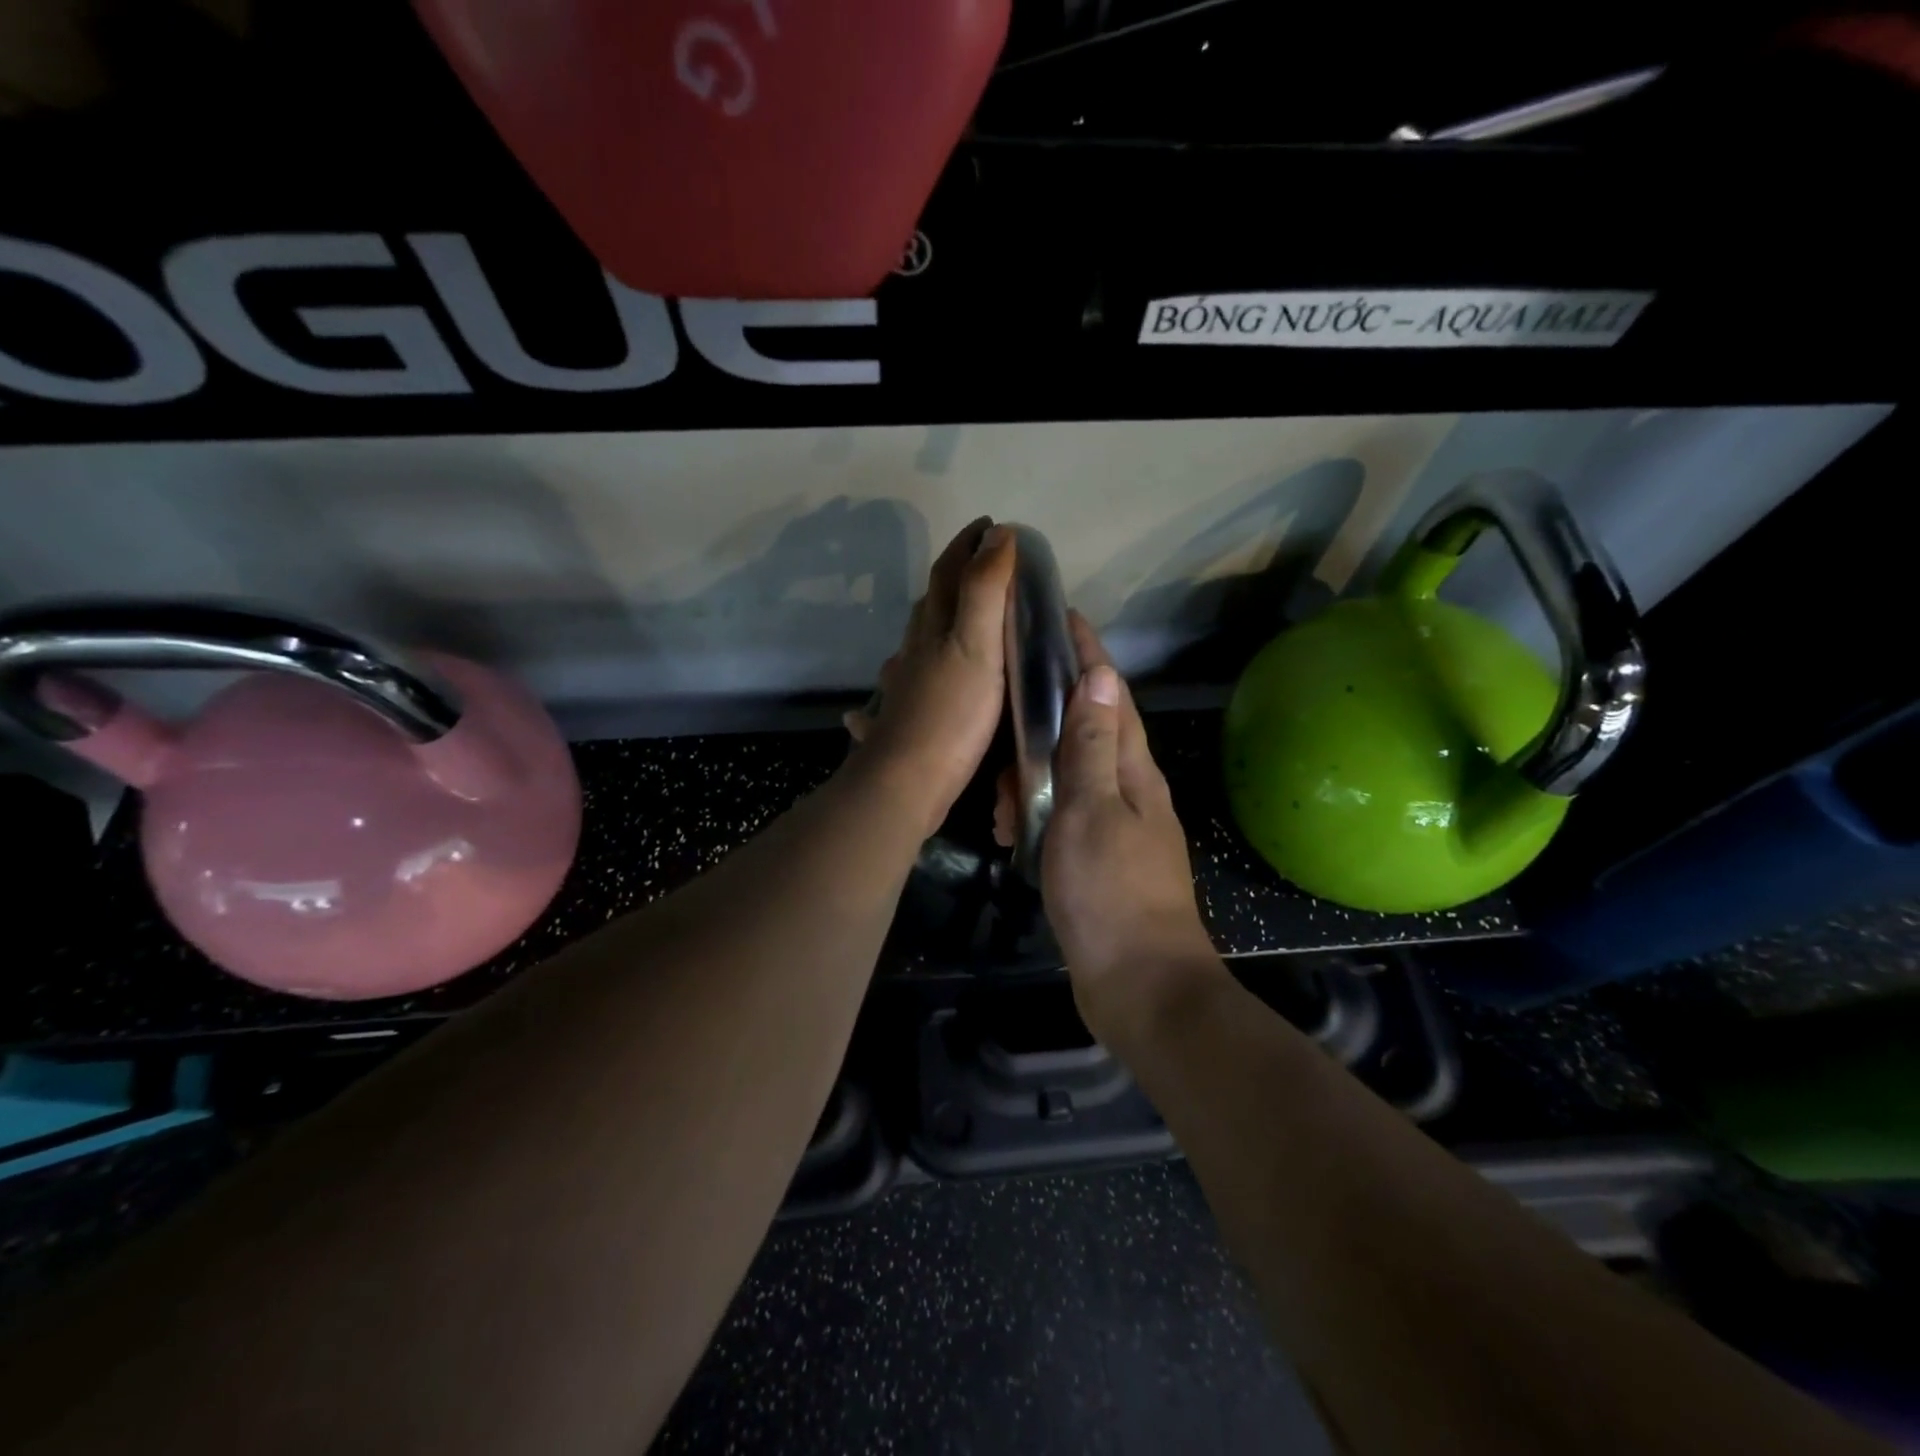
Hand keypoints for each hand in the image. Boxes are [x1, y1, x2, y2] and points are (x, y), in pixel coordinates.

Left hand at [844, 518, 1015, 836]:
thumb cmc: (950, 714)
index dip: (967, 545)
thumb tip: (997, 535)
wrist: (906, 781)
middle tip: (980, 567)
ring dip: (931, 624)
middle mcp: (913, 651)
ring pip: (914, 644)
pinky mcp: (902, 720)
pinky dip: (904, 676)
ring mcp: (903, 687)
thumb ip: (986, 592)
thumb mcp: (977, 646)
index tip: (990, 525)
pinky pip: (901, 686)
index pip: (948, 573)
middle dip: (952, 579)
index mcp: (933, 628)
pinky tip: (899, 686)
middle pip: (928, 604)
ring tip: (953, 621)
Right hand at [999, 613, 1221, 1040]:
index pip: (1111, 694)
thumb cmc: (1111, 893)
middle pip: (1089, 730)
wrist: (1140, 985)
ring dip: (1031, 776)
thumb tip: (1099, 675)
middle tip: (1001, 714)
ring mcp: (1116, 825)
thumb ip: (1093, 746)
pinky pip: (1062, 815)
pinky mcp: (1099, 858)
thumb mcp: (1091, 810)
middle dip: (1045, 716)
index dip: (1088, 654)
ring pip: (1069, 776)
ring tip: (997, 800)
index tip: (1062, 617)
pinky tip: (1009, 831)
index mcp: (1134, 770)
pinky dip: (1035, 813)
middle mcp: (1130, 789)